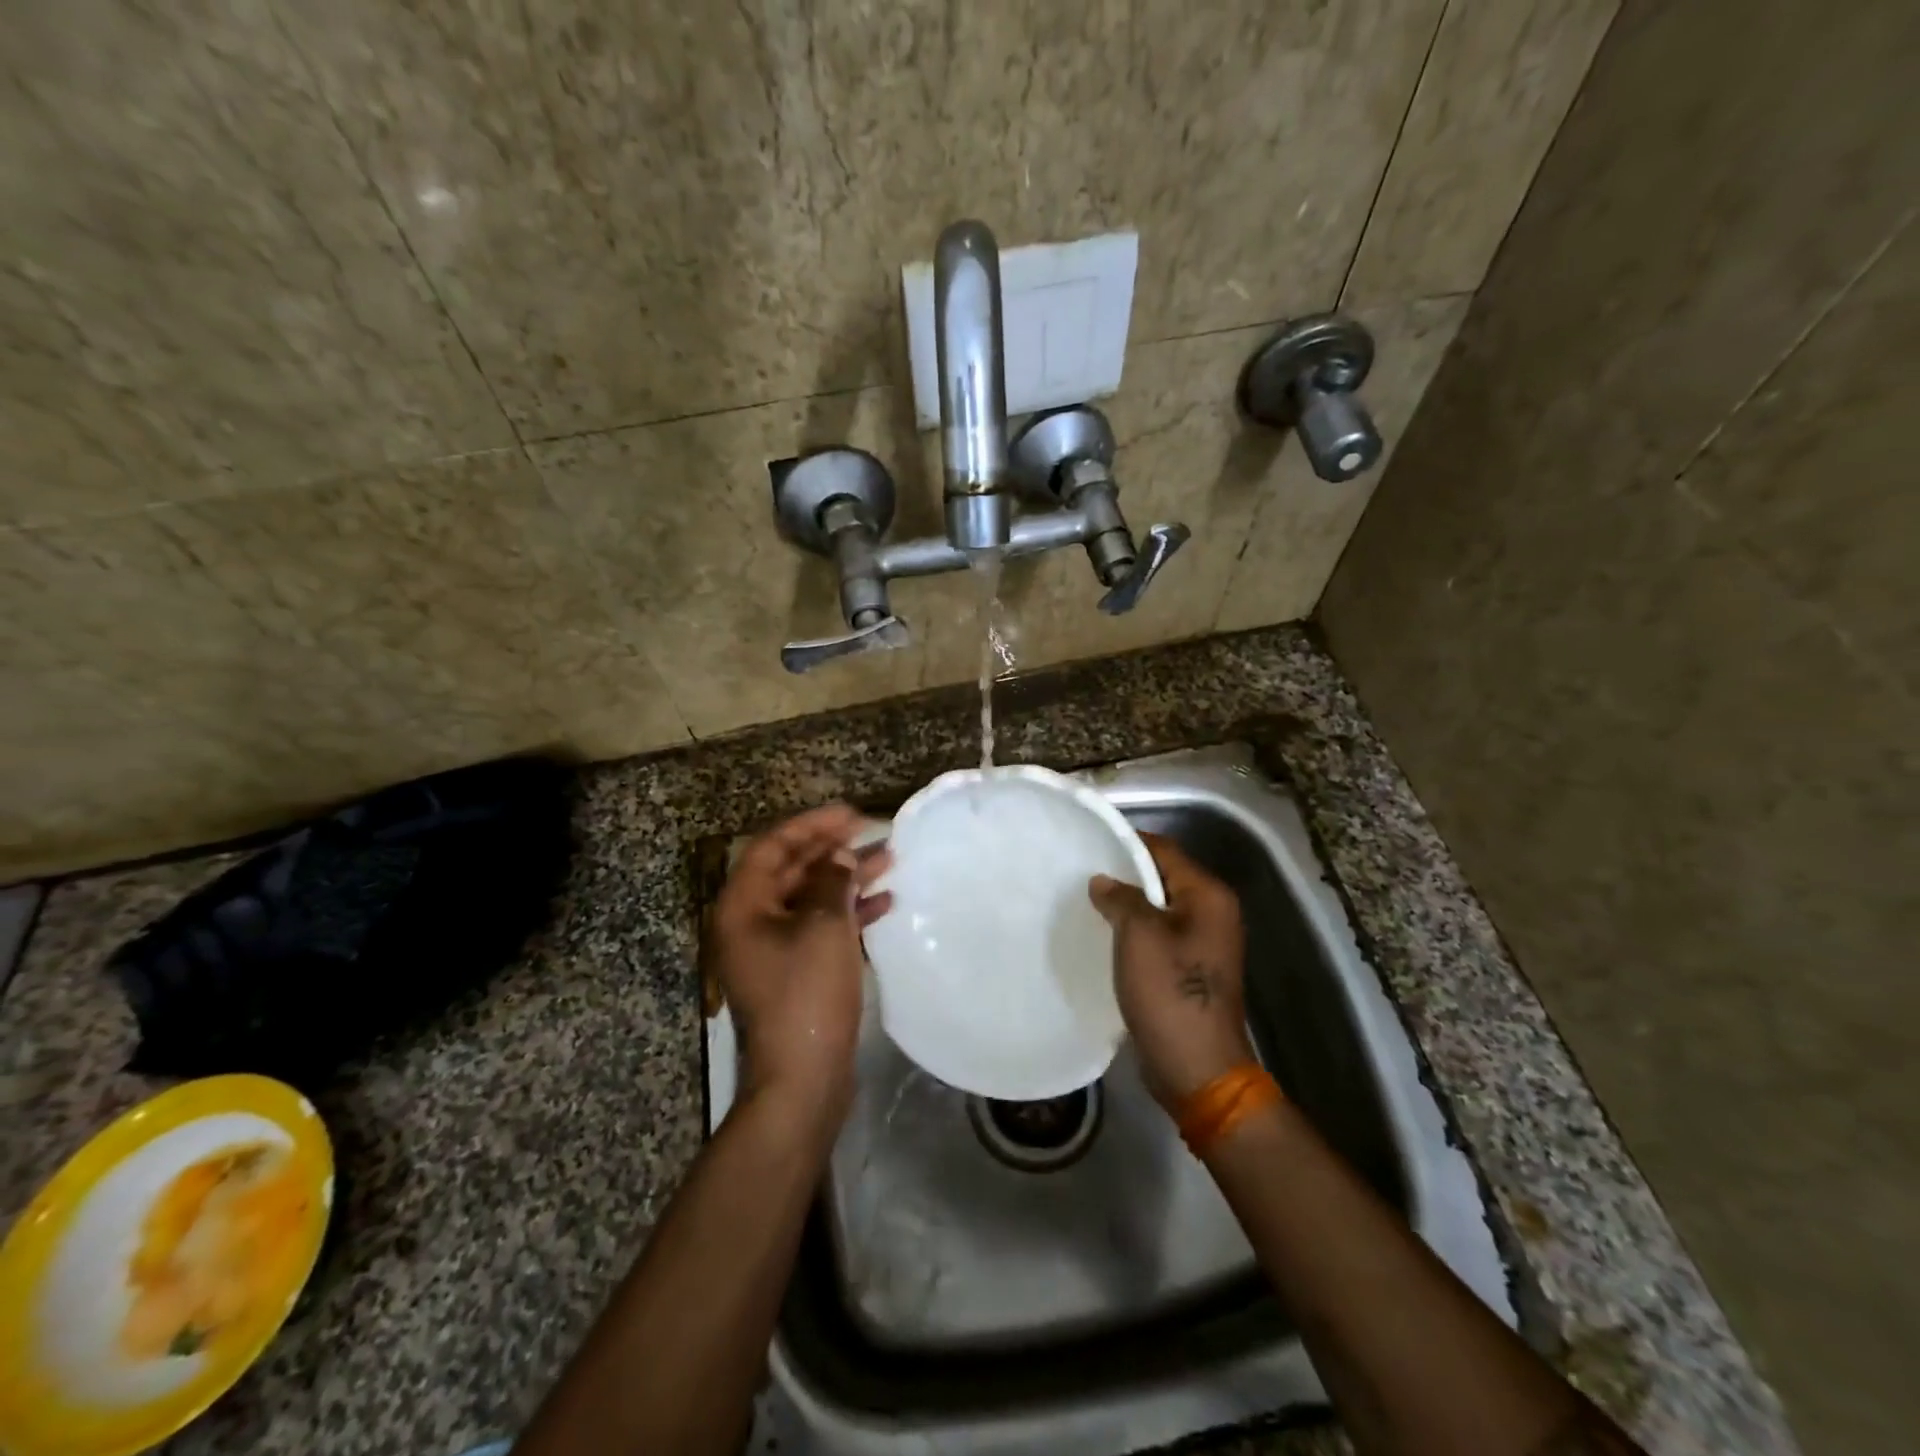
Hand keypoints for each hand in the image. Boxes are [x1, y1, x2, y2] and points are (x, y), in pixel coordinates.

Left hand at [711, 805, 890, 1124]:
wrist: (803, 1078)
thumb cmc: (807, 994)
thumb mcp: (824, 927)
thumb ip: (833, 881)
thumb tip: (839, 858)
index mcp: (743, 907)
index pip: (772, 847)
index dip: (811, 825)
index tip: (849, 813)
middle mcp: (752, 923)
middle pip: (792, 871)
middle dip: (832, 849)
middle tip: (872, 832)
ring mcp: (774, 949)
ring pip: (811, 898)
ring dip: (846, 878)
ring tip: (888, 861)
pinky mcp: (796, 971)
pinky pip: (820, 926)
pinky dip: (849, 912)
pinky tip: (884, 904)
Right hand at [1089, 833, 1251, 1111]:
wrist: (1197, 1068)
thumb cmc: (1170, 993)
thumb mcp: (1139, 936)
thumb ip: (1121, 898)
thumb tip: (1103, 881)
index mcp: (1209, 896)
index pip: (1165, 850)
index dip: (1128, 841)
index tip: (1089, 840)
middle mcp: (1213, 913)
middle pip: (1163, 877)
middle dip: (1124, 873)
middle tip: (1081, 871)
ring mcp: (1203, 943)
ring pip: (1158, 907)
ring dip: (1127, 904)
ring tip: (1086, 900)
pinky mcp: (1190, 969)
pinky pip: (1158, 934)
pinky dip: (1133, 930)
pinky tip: (1104, 933)